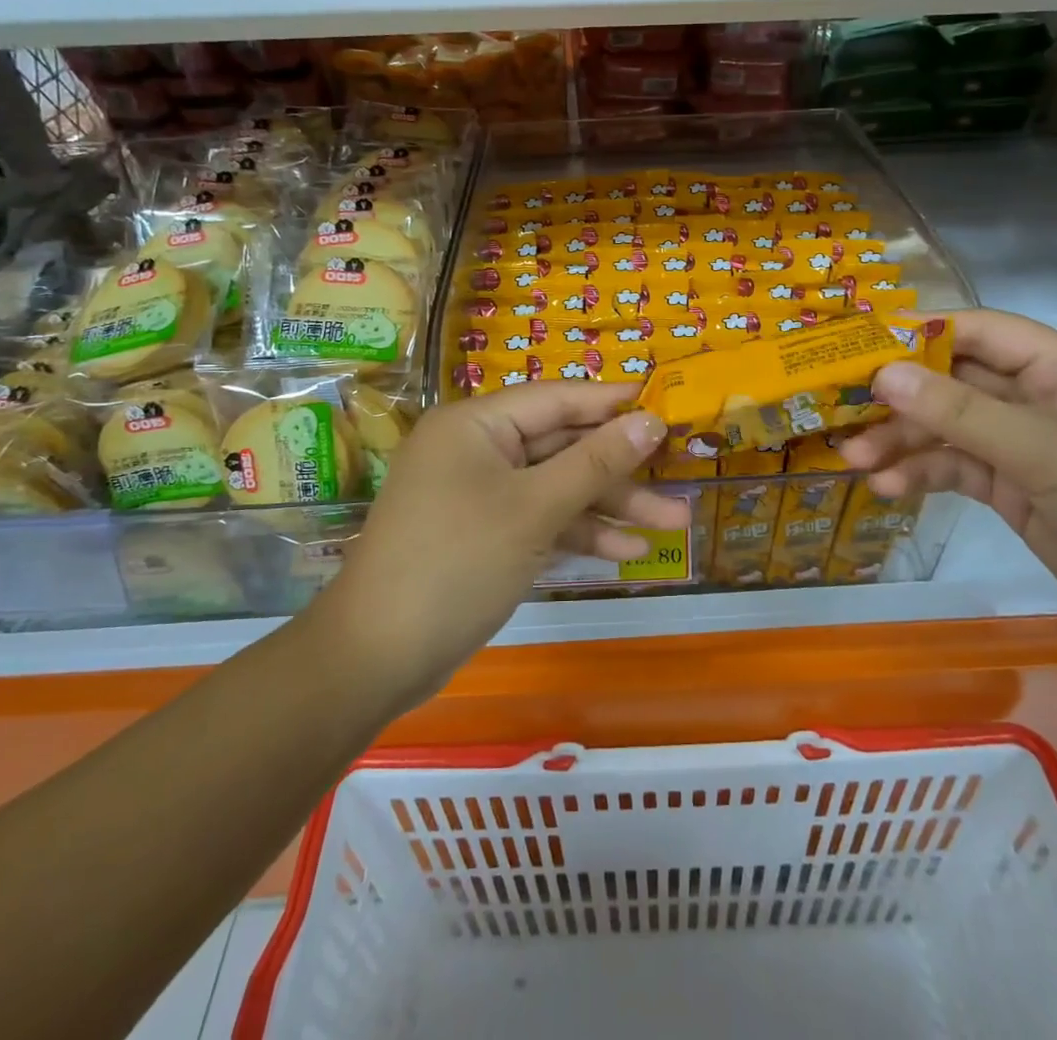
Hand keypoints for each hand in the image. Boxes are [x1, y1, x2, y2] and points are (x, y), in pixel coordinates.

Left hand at [318, 383, 678, 703]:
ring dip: (608, 507)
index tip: (665, 405)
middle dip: (619, 470)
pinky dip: (577, 533)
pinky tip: (627, 551)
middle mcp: (476, 450)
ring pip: (555, 487)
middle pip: (561, 447)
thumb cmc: (458, 562)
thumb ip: (595, 462)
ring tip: (671, 524)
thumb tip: (651, 420)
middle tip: (679, 481)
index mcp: (476, 424)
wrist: (378, 656)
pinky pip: (538, 520)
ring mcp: (478, 495)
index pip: (556, 399)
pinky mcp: (483, 535)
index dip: (612, 403)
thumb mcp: (534, 508)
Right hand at [839, 309, 1056, 654]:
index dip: (922, 333)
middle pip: (955, 383)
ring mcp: (1027, 451)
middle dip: (901, 398)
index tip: (861, 345)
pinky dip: (924, 476)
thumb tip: (883, 374)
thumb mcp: (1044, 450)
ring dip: (903, 442)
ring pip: (949, 431)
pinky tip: (890, 489)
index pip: (981, 333)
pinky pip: (958, 472)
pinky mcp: (1017, 494)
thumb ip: (960, 412)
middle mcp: (1040, 403)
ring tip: (856, 461)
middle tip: (843, 411)